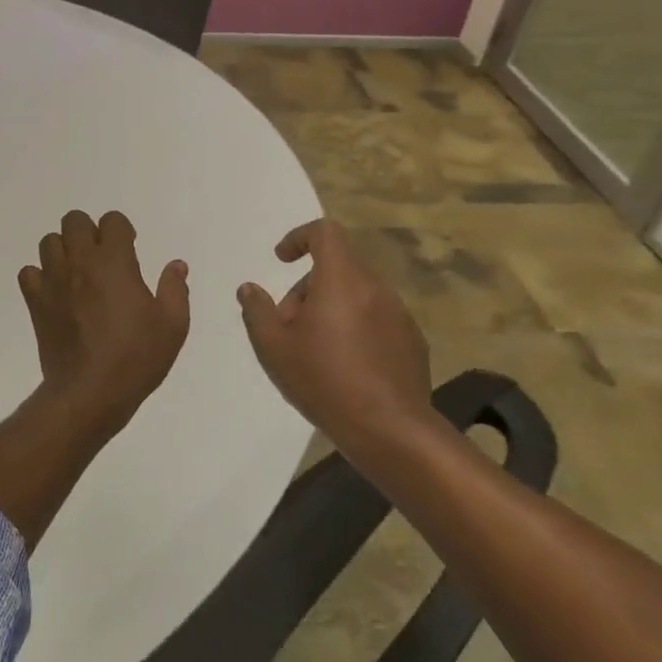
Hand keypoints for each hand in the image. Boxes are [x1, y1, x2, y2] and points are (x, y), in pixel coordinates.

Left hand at [19, 210, 190, 424]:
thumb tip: (176, 265)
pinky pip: (28, 273)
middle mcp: (80, 263)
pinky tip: (56, 292)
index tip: (130, 250)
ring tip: (79, 273)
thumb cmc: (136, 358)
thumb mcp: (172, 325)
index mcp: (114, 262)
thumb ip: (175, 289)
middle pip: (74, 221)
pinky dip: (40, 276)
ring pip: (49, 242)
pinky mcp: (36, 303)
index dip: (122, 230)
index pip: (112, 221)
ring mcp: (53, 282)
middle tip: (103, 258)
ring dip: (64, 249)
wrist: (90, 393)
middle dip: (90, 232)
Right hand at [236, 218, 434, 451]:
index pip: (325, 232)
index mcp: (341, 279)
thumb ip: (257, 310)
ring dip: (332, 308)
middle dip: (308, 287)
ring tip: (315, 350)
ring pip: (357, 294)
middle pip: (338, 266)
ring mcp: (399, 314)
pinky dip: (356, 328)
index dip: (299, 237)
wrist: (389, 429)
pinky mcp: (412, 341)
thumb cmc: (324, 380)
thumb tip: (249, 288)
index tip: (281, 260)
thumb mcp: (273, 346)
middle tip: (288, 325)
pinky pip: (377, 319)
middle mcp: (375, 287)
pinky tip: (345, 366)